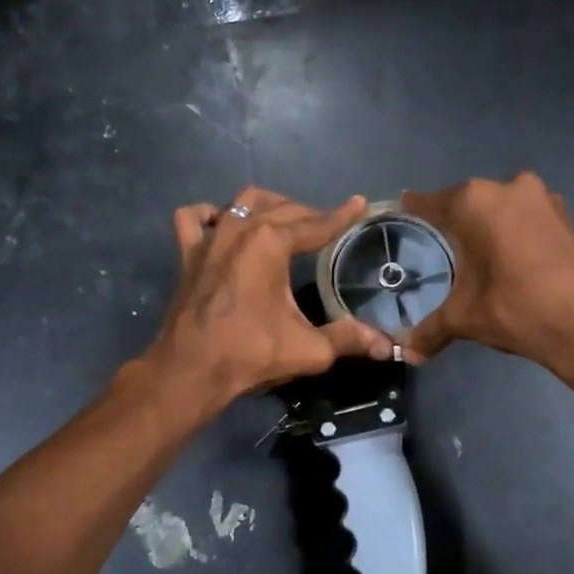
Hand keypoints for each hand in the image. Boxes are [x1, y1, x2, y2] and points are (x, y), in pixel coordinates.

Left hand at [144, 188, 395, 415]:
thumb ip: (348, 339)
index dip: (341, 216)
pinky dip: (210, 215)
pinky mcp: (187, 254)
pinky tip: (221, 224)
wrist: (191, 371)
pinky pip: (194, 219)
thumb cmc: (251, 354)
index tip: (359, 204)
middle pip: (283, 209)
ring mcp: (209, 239)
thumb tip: (385, 346)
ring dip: (268, 206)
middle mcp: (239, 229)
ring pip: (242, 202)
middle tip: (328, 227)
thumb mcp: (310, 348)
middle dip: (309, 214)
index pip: (316, 224)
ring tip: (284, 220)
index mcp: (271, 243)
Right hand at [399, 172, 573, 374]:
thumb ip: (430, 330)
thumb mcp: (464, 318)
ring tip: (475, 253)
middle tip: (439, 242)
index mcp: (475, 202)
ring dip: (489, 226)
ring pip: (502, 208)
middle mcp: (508, 188)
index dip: (414, 209)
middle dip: (455, 221)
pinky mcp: (565, 217)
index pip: (431, 202)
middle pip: (469, 202)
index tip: (401, 209)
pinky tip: (509, 258)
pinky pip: (527, 219)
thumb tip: (407, 352)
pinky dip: (514, 233)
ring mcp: (542, 199)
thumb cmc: (515, 308)